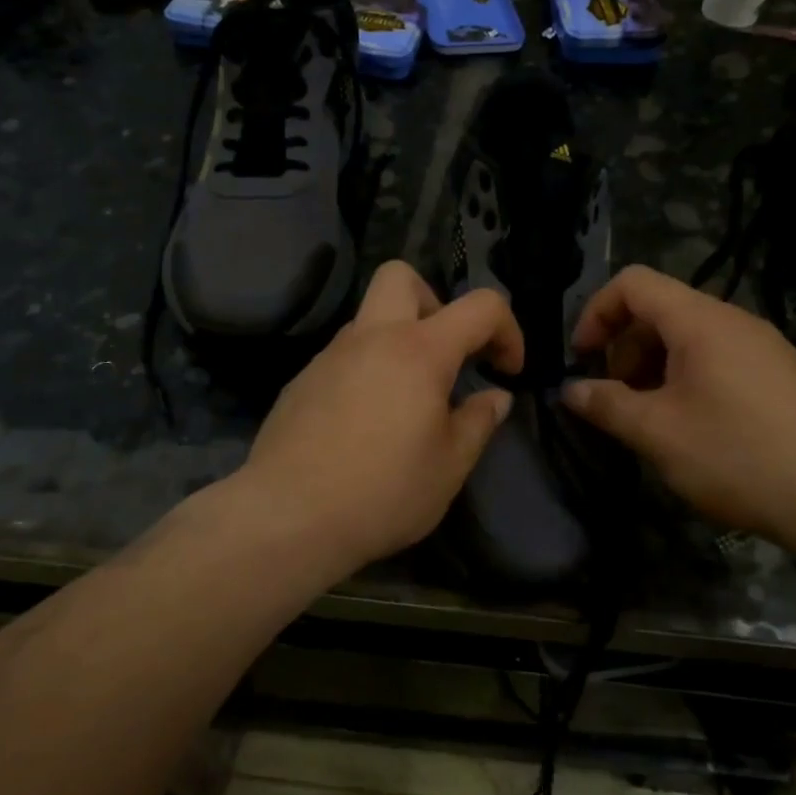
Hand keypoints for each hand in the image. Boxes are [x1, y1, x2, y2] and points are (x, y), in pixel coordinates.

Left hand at [237, 261, 521, 578]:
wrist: (287, 517)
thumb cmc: (383, 492)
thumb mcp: (450, 466)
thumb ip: (478, 422)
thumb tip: (496, 397)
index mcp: (419, 350)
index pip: (481, 306)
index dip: (508, 329)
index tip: (506, 371)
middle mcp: (371, 337)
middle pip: (402, 276)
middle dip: (435, 303)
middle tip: (446, 356)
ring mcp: (330, 356)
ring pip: (369, 318)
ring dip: (398, 340)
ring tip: (407, 400)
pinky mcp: (302, 381)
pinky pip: (344, 356)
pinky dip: (367, 370)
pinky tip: (365, 422)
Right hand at [562, 266, 795, 558]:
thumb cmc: (739, 456)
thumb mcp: (658, 433)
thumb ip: (606, 405)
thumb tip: (570, 390)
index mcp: (701, 320)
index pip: (634, 283)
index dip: (596, 312)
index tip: (582, 359)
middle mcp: (734, 321)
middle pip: (661, 309)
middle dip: (624, 347)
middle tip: (616, 398)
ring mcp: (764, 347)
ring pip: (691, 338)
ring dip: (655, 367)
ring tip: (650, 419)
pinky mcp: (782, 376)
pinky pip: (720, 359)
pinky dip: (688, 379)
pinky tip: (693, 429)